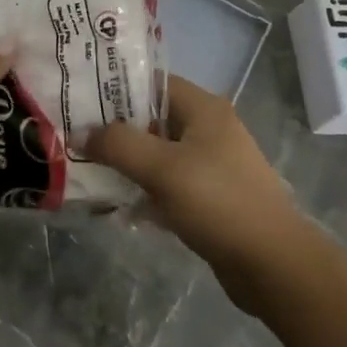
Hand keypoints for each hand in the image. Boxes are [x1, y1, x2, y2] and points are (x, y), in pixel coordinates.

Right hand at [90, 76, 307, 303]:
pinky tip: (116, 207)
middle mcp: (208, 129)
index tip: (79, 98)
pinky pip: (166, 184)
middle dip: (114, 129)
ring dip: (126, 163)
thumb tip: (81, 133)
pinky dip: (143, 191)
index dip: (115, 87)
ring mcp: (210, 164)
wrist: (272, 264)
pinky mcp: (209, 196)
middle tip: (74, 136)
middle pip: (151, 119)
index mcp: (203, 109)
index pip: (153, 82)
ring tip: (87, 171)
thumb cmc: (218, 202)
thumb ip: (118, 145)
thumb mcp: (162, 168)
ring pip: (156, 154)